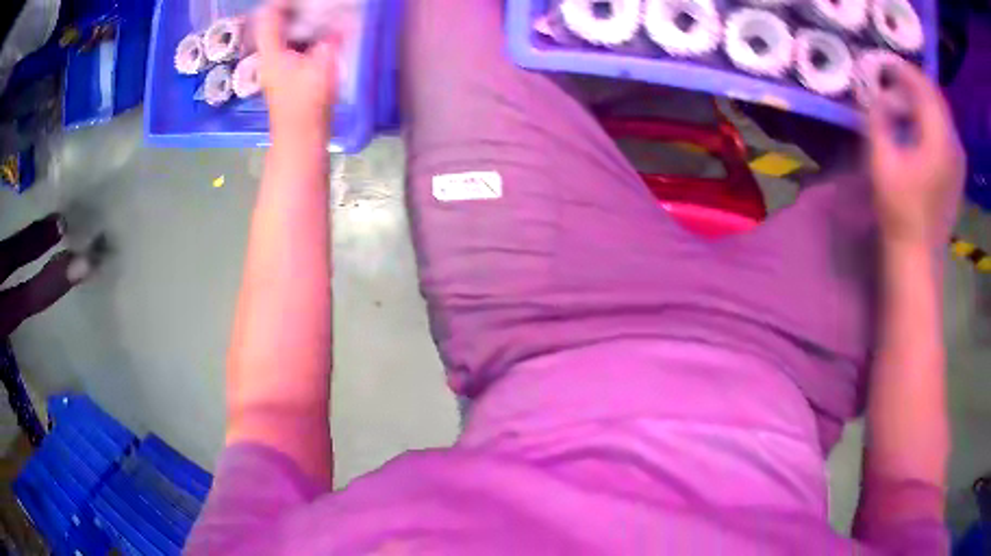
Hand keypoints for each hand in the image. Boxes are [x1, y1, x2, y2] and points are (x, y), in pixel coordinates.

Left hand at [255, 2, 338, 138]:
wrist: (300, 137)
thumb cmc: (307, 102)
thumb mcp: (323, 65)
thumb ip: (332, 40)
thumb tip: (341, 24)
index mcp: (271, 52)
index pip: (268, 16)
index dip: (282, 2)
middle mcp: (269, 57)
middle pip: (275, 25)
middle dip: (294, 11)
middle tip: (314, 6)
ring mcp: (276, 67)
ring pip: (284, 36)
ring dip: (300, 24)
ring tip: (321, 16)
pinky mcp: (285, 76)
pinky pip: (292, 47)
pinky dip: (305, 38)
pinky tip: (322, 36)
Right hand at [866, 59, 965, 247]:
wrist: (917, 257)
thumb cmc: (898, 212)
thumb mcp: (881, 161)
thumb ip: (878, 118)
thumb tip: (877, 92)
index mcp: (938, 140)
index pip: (923, 87)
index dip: (902, 70)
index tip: (882, 63)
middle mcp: (953, 145)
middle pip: (935, 96)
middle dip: (913, 81)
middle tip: (890, 77)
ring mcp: (957, 160)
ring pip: (942, 112)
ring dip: (923, 98)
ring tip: (903, 97)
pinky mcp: (956, 172)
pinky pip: (946, 129)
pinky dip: (931, 116)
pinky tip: (918, 122)